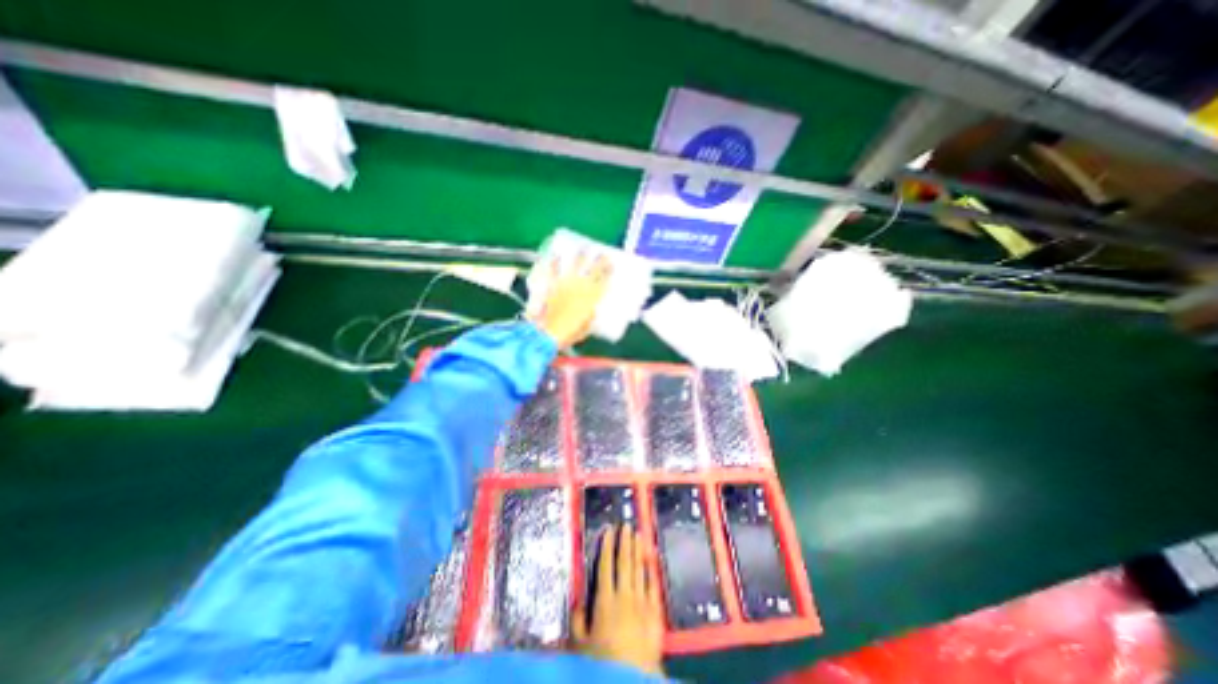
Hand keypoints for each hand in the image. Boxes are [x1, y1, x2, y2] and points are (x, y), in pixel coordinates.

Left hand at [531, 251, 614, 346]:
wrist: (549, 333)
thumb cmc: (570, 333)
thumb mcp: (586, 327)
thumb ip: (590, 316)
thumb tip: (591, 310)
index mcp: (592, 298)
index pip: (605, 280)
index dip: (609, 271)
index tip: (612, 264)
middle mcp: (581, 287)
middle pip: (593, 269)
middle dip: (599, 259)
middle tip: (602, 253)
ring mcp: (566, 284)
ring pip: (575, 265)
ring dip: (580, 256)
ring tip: (582, 248)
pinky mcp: (552, 285)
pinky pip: (553, 270)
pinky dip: (554, 262)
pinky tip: (555, 255)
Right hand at [574, 523, 663, 678]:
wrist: (632, 680)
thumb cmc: (602, 663)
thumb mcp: (580, 644)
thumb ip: (577, 618)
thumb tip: (575, 596)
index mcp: (604, 600)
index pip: (605, 566)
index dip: (607, 546)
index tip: (608, 530)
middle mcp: (623, 595)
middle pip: (624, 562)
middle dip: (624, 542)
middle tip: (626, 525)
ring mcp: (641, 602)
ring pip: (639, 569)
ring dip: (638, 550)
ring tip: (638, 534)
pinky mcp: (654, 611)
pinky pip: (652, 584)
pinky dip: (651, 569)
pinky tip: (651, 559)